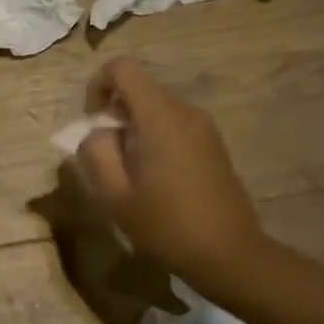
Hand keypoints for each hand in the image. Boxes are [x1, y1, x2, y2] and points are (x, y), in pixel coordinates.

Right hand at [71, 58, 265, 281]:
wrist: (230, 255)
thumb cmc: (167, 226)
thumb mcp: (115, 196)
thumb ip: (95, 154)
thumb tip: (94, 133)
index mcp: (160, 116)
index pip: (122, 68)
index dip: (98, 85)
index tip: (92, 122)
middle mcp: (185, 111)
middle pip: (139, 88)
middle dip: (114, 112)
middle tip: (107, 156)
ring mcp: (204, 127)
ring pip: (156, 108)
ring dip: (133, 128)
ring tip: (129, 172)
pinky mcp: (213, 144)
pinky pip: (174, 124)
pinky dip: (155, 138)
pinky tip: (155, 179)